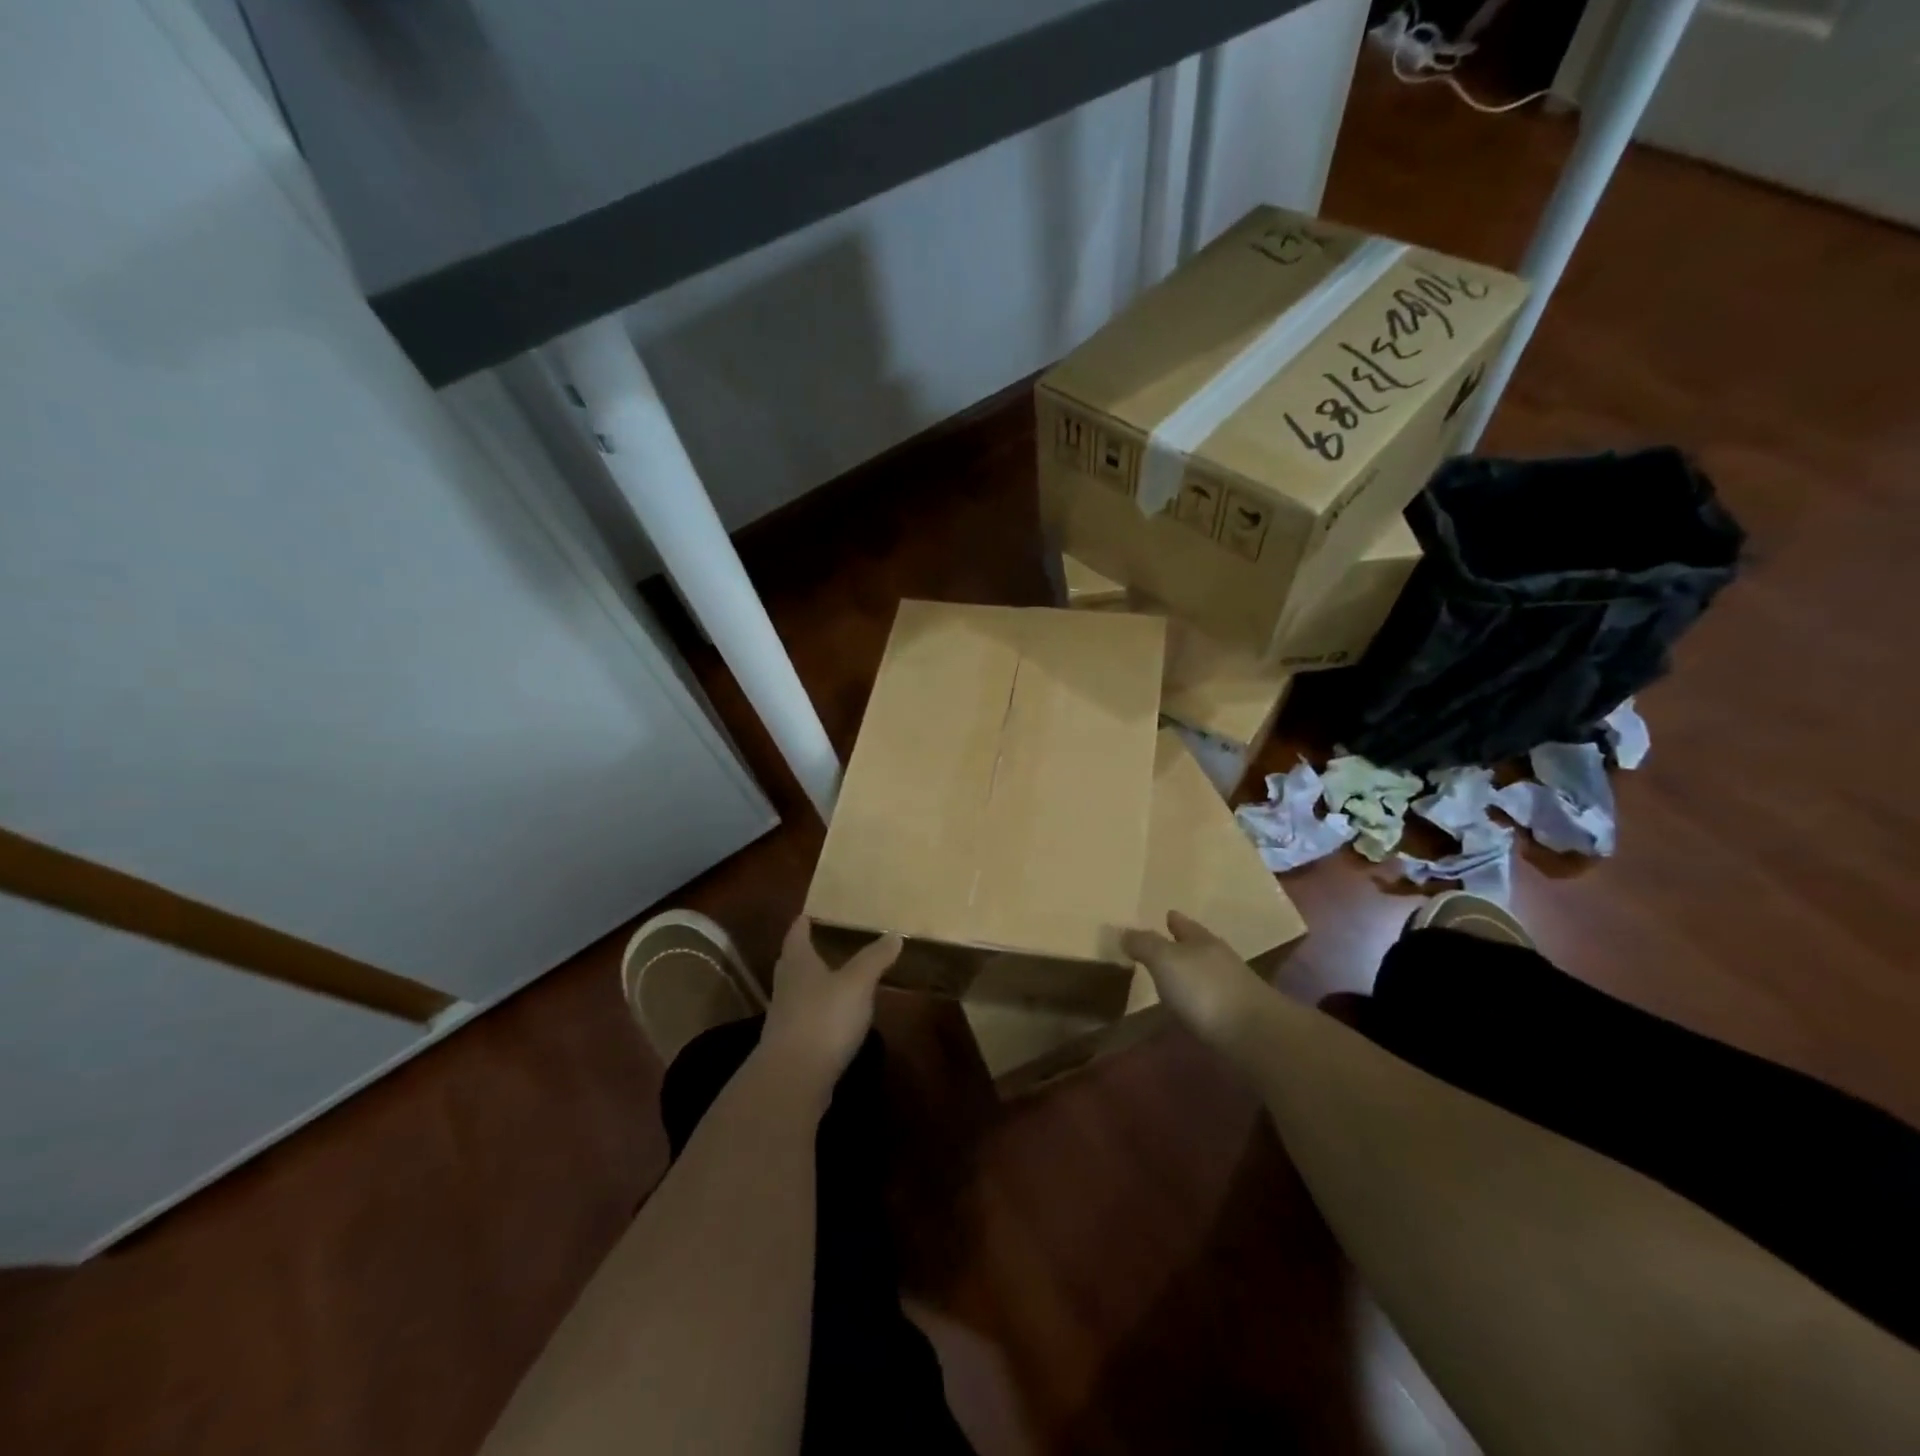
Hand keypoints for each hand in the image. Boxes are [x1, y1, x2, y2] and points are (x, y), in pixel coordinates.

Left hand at [756, 916, 902, 1094]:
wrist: (793, 1079)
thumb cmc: (824, 1018)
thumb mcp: (858, 983)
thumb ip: (875, 958)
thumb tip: (893, 934)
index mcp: (798, 963)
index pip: (797, 934)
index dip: (804, 922)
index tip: (809, 914)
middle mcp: (785, 986)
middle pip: (792, 962)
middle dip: (805, 952)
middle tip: (823, 942)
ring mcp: (784, 1018)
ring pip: (796, 992)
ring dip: (811, 984)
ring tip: (833, 979)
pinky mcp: (789, 1046)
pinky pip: (803, 1019)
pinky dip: (816, 1013)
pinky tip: (833, 1018)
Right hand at [1121, 911, 1273, 1049]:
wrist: (1254, 1035)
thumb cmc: (1204, 989)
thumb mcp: (1165, 960)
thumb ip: (1144, 944)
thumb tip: (1124, 932)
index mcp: (1202, 940)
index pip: (1184, 924)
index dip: (1174, 919)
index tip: (1166, 913)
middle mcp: (1219, 959)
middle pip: (1198, 946)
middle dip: (1183, 944)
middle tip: (1163, 944)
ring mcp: (1232, 988)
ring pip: (1206, 972)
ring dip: (1190, 973)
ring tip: (1171, 977)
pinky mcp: (1237, 1017)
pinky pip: (1210, 999)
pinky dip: (1198, 999)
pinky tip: (1189, 1008)